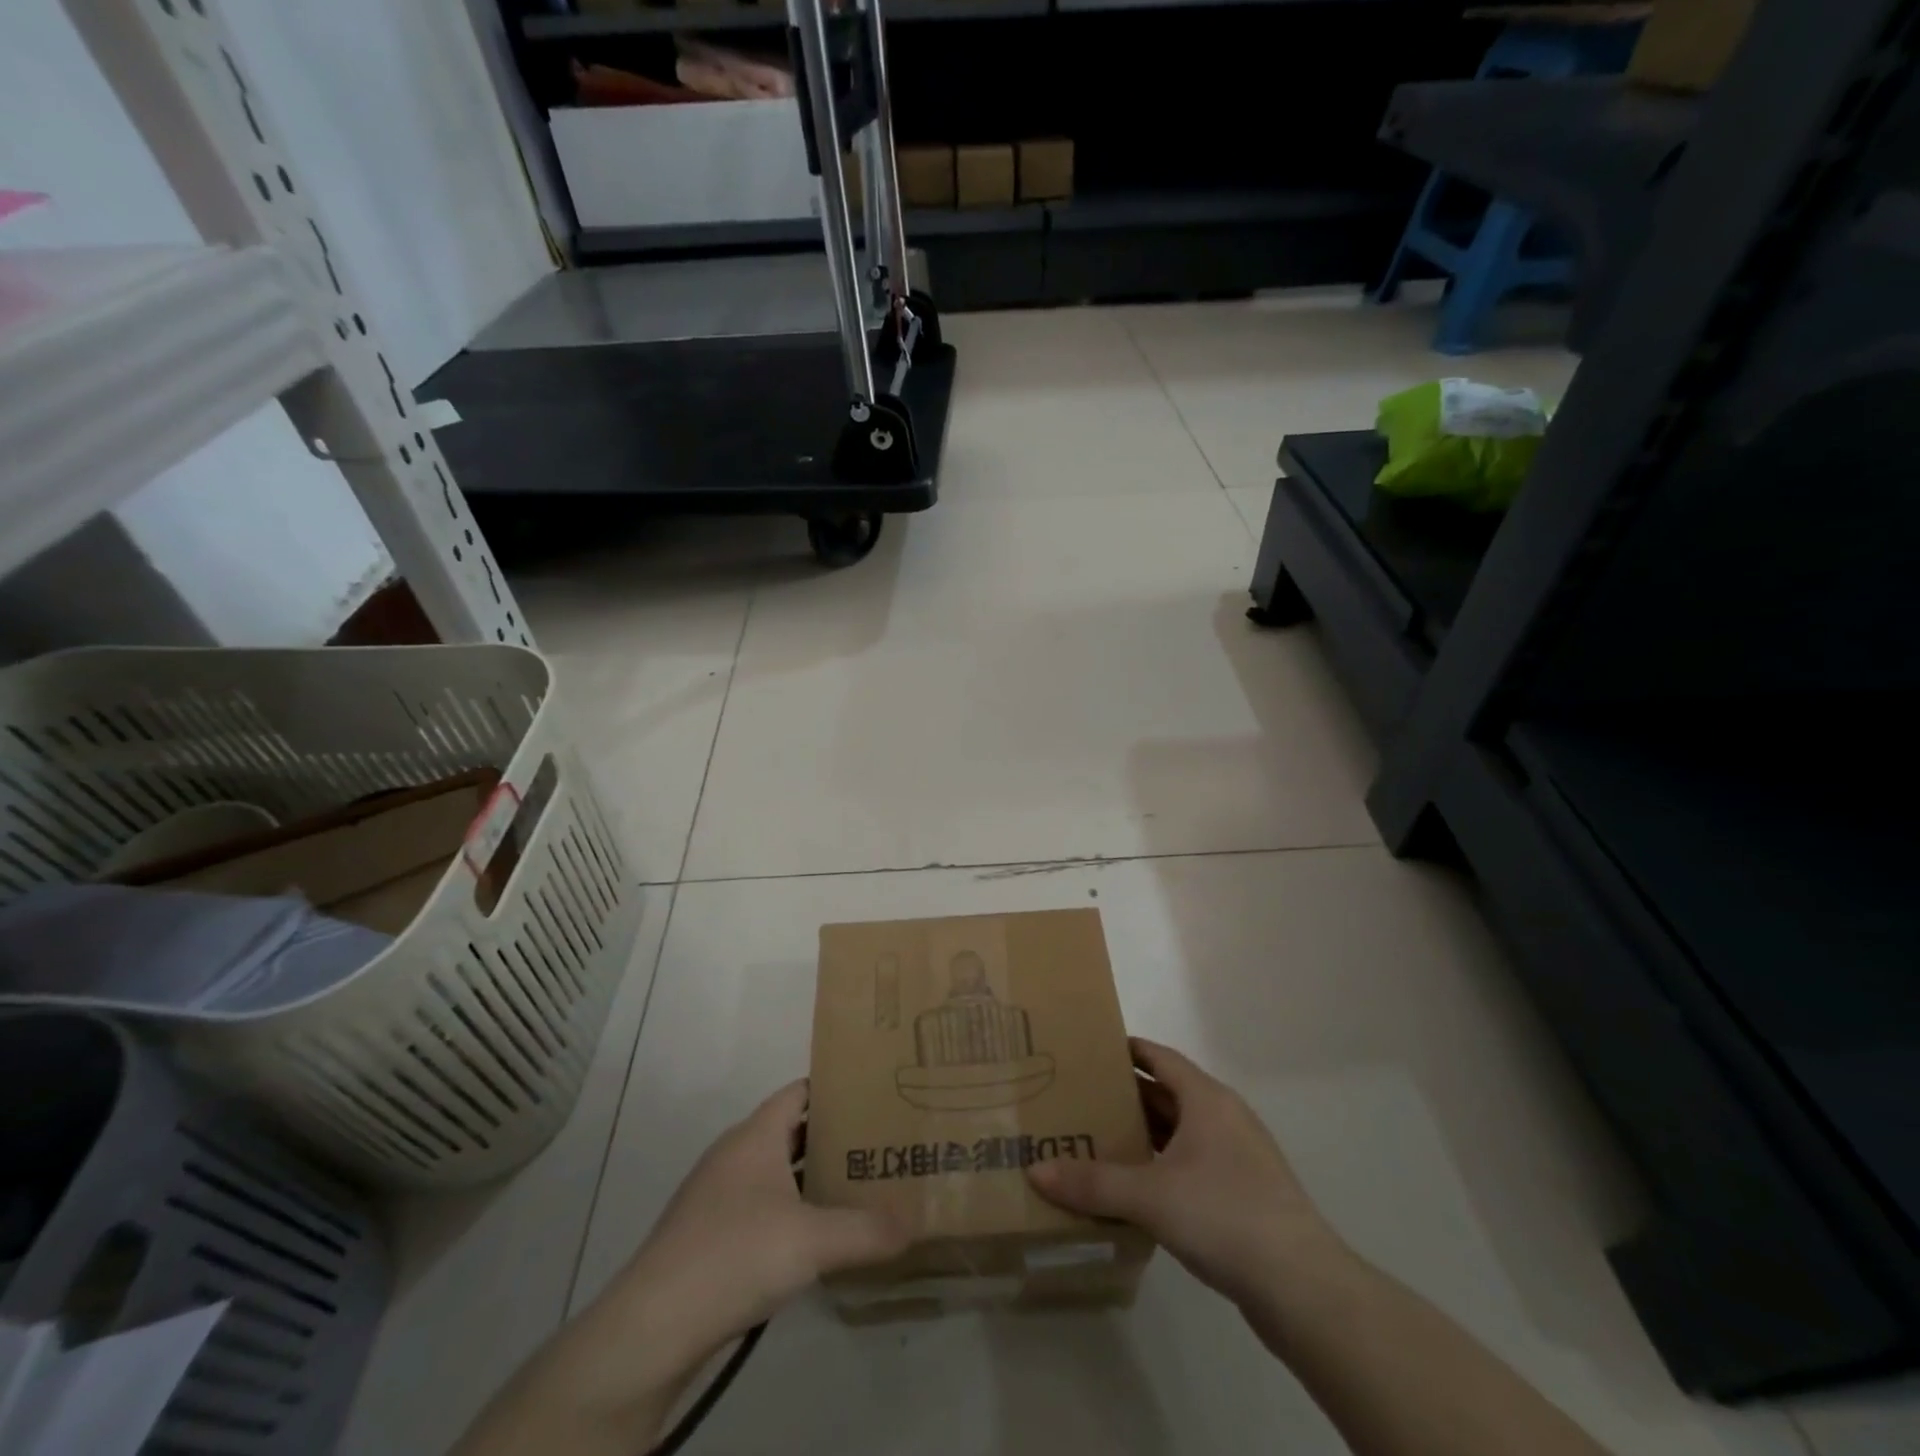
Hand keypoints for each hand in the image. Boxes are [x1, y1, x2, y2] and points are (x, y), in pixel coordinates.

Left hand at [456, 1082, 909, 1455]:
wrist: (651, 1328)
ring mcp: (716, 1196)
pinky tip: (814, 1238)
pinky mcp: (707, 1235)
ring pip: (775, 1171)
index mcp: (755, 1136)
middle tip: (880, 1143)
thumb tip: (915, 1223)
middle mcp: (734, 1155)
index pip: (800, 1091)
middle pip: (791, 1131)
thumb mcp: (812, 1241)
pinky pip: (759, 1206)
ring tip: (858, 1186)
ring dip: (811, 1177)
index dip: (836, 1089)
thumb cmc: (734, 1255)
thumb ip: (868, 1230)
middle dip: (834, 1136)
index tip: (875, 1095)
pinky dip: (790, 1210)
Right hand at [1027, 1038, 1344, 1306]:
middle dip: (1126, 1096)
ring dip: (1144, 1135)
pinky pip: (1192, 1165)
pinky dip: (1162, 1166)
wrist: (1304, 1288)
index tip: (1088, 1050)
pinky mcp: (1245, 1195)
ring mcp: (1239, 1157)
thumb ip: (1093, 1182)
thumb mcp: (1150, 1196)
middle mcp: (1224, 1118)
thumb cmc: (1225, 1215)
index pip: (1160, 1057)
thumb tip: (1035, 1171)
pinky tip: (1136, 1189)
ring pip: (1181, 1133)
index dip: (1126, 1050)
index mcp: (1207, 1099)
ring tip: (1098, 1141)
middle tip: (1079, 1098)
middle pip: (1167, 1094)